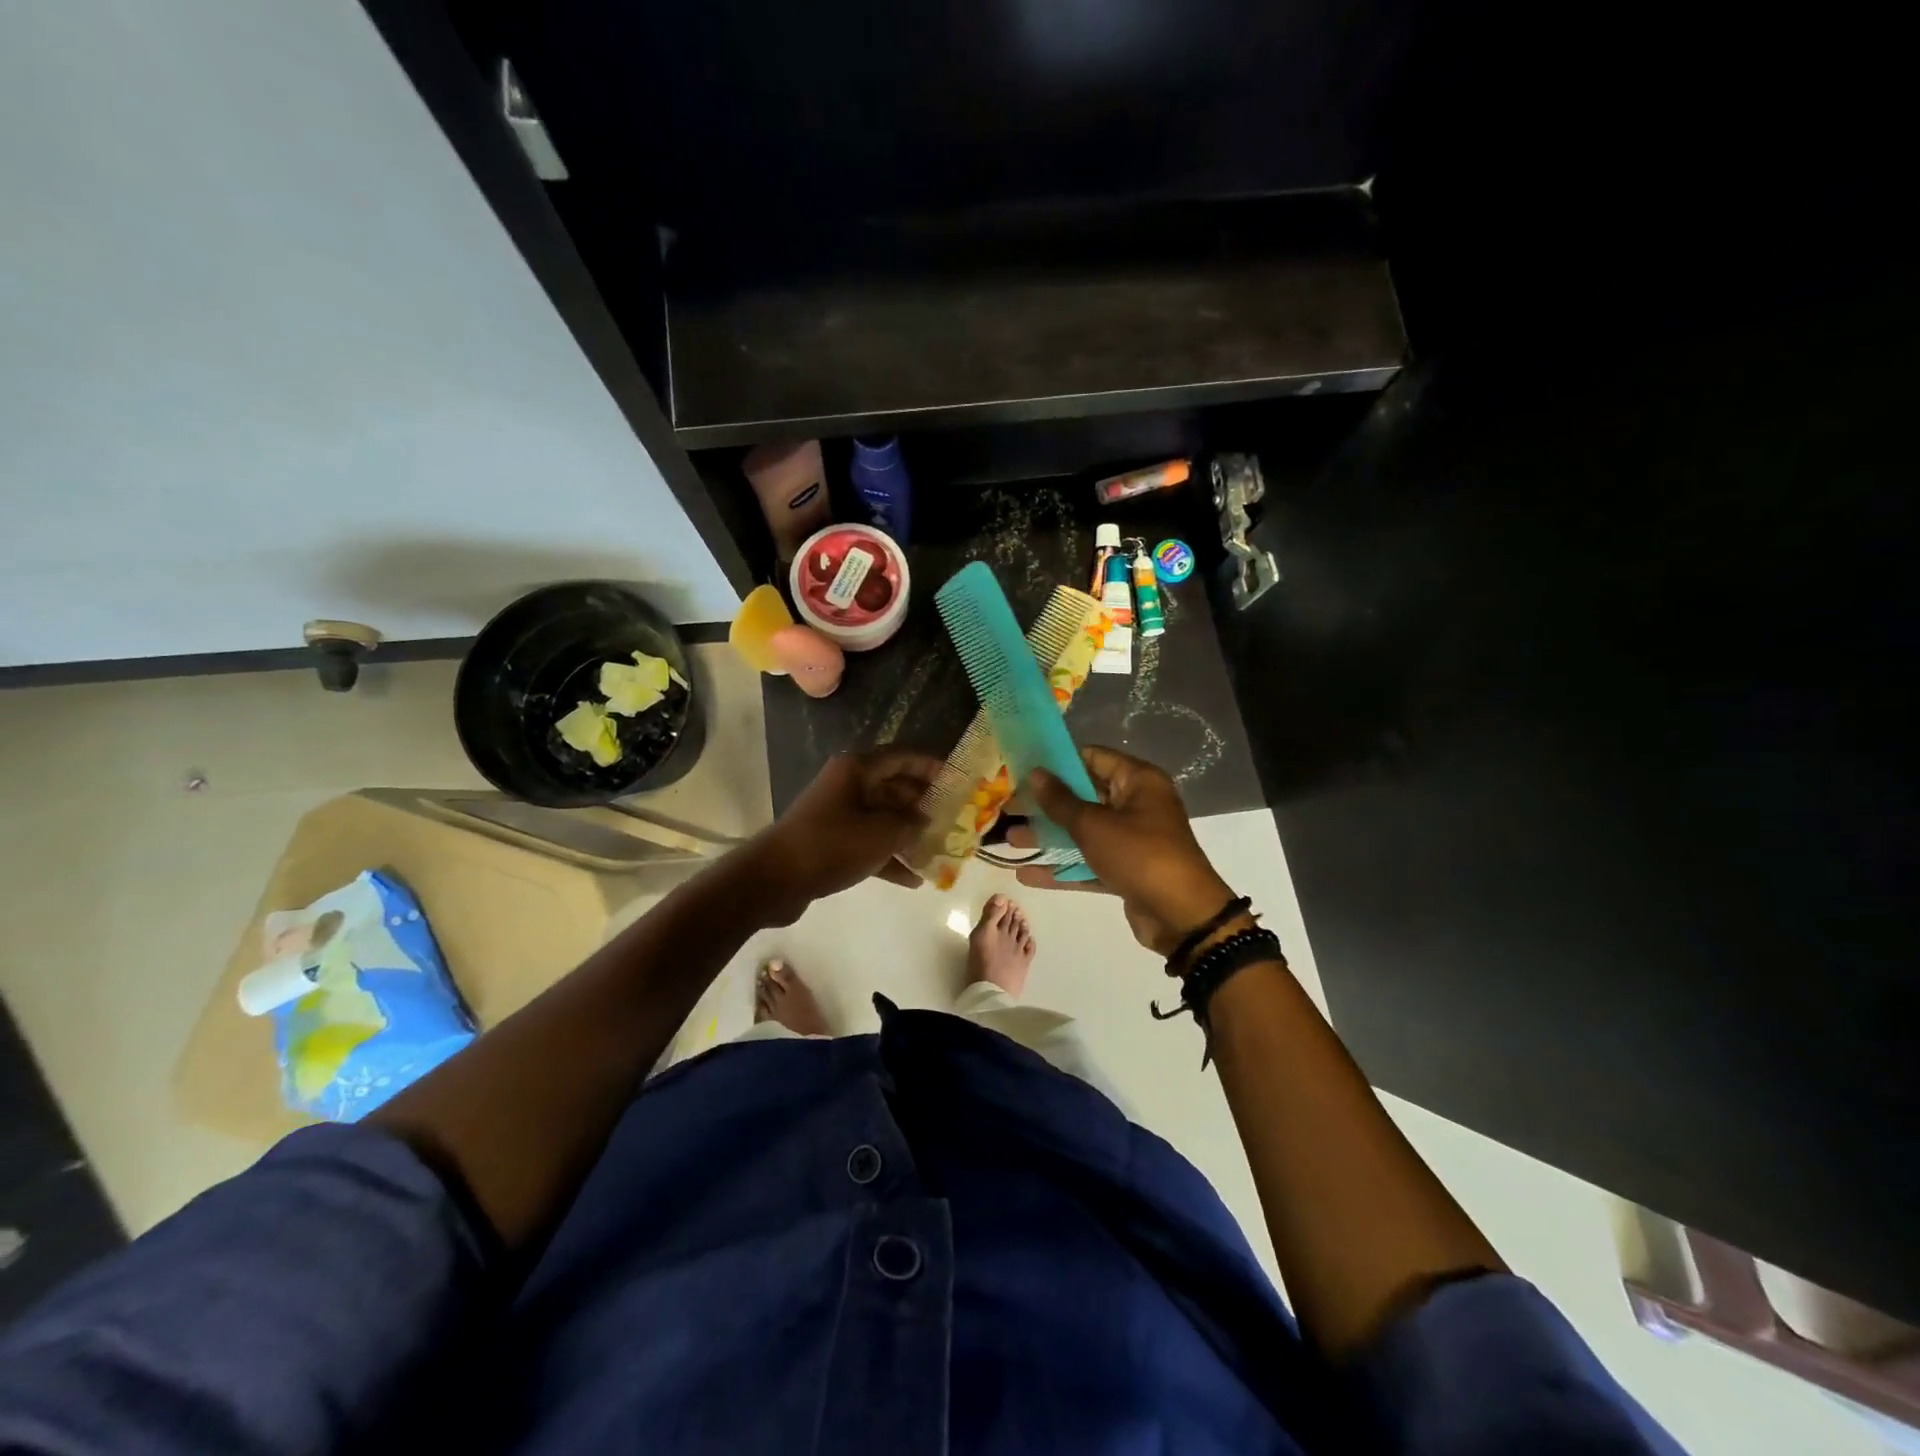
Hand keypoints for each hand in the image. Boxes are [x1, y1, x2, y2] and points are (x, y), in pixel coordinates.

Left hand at [746, 747, 941, 924]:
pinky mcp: (832, 842)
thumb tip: (924, 822)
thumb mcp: (881, 834)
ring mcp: (839, 814)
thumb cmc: (831, 845)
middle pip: (895, 787)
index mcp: (857, 769)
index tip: (958, 781)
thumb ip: (910, 825)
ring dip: (909, 834)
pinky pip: (869, 843)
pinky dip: (890, 857)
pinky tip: (914, 880)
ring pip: (883, 817)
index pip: (903, 757)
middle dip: (924, 804)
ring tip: (938, 851)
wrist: (774, 879)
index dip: (932, 766)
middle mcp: (848, 785)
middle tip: (953, 820)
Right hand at [1018, 746, 1240, 956]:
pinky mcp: (1126, 870)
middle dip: (1046, 804)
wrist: (1183, 917)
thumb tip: (1036, 773)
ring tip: (1009, 840)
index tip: (1023, 769)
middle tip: (1010, 807)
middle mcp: (1137, 805)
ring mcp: (1132, 840)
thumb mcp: (1094, 825)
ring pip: (1084, 832)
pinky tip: (1027, 874)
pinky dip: (1063, 866)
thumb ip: (1060, 801)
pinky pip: (1089, 861)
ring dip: (1049, 836)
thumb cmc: (1139, 855)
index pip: (1092, 758)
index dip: (1058, 762)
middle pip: (1084, 796)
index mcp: (1138, 781)